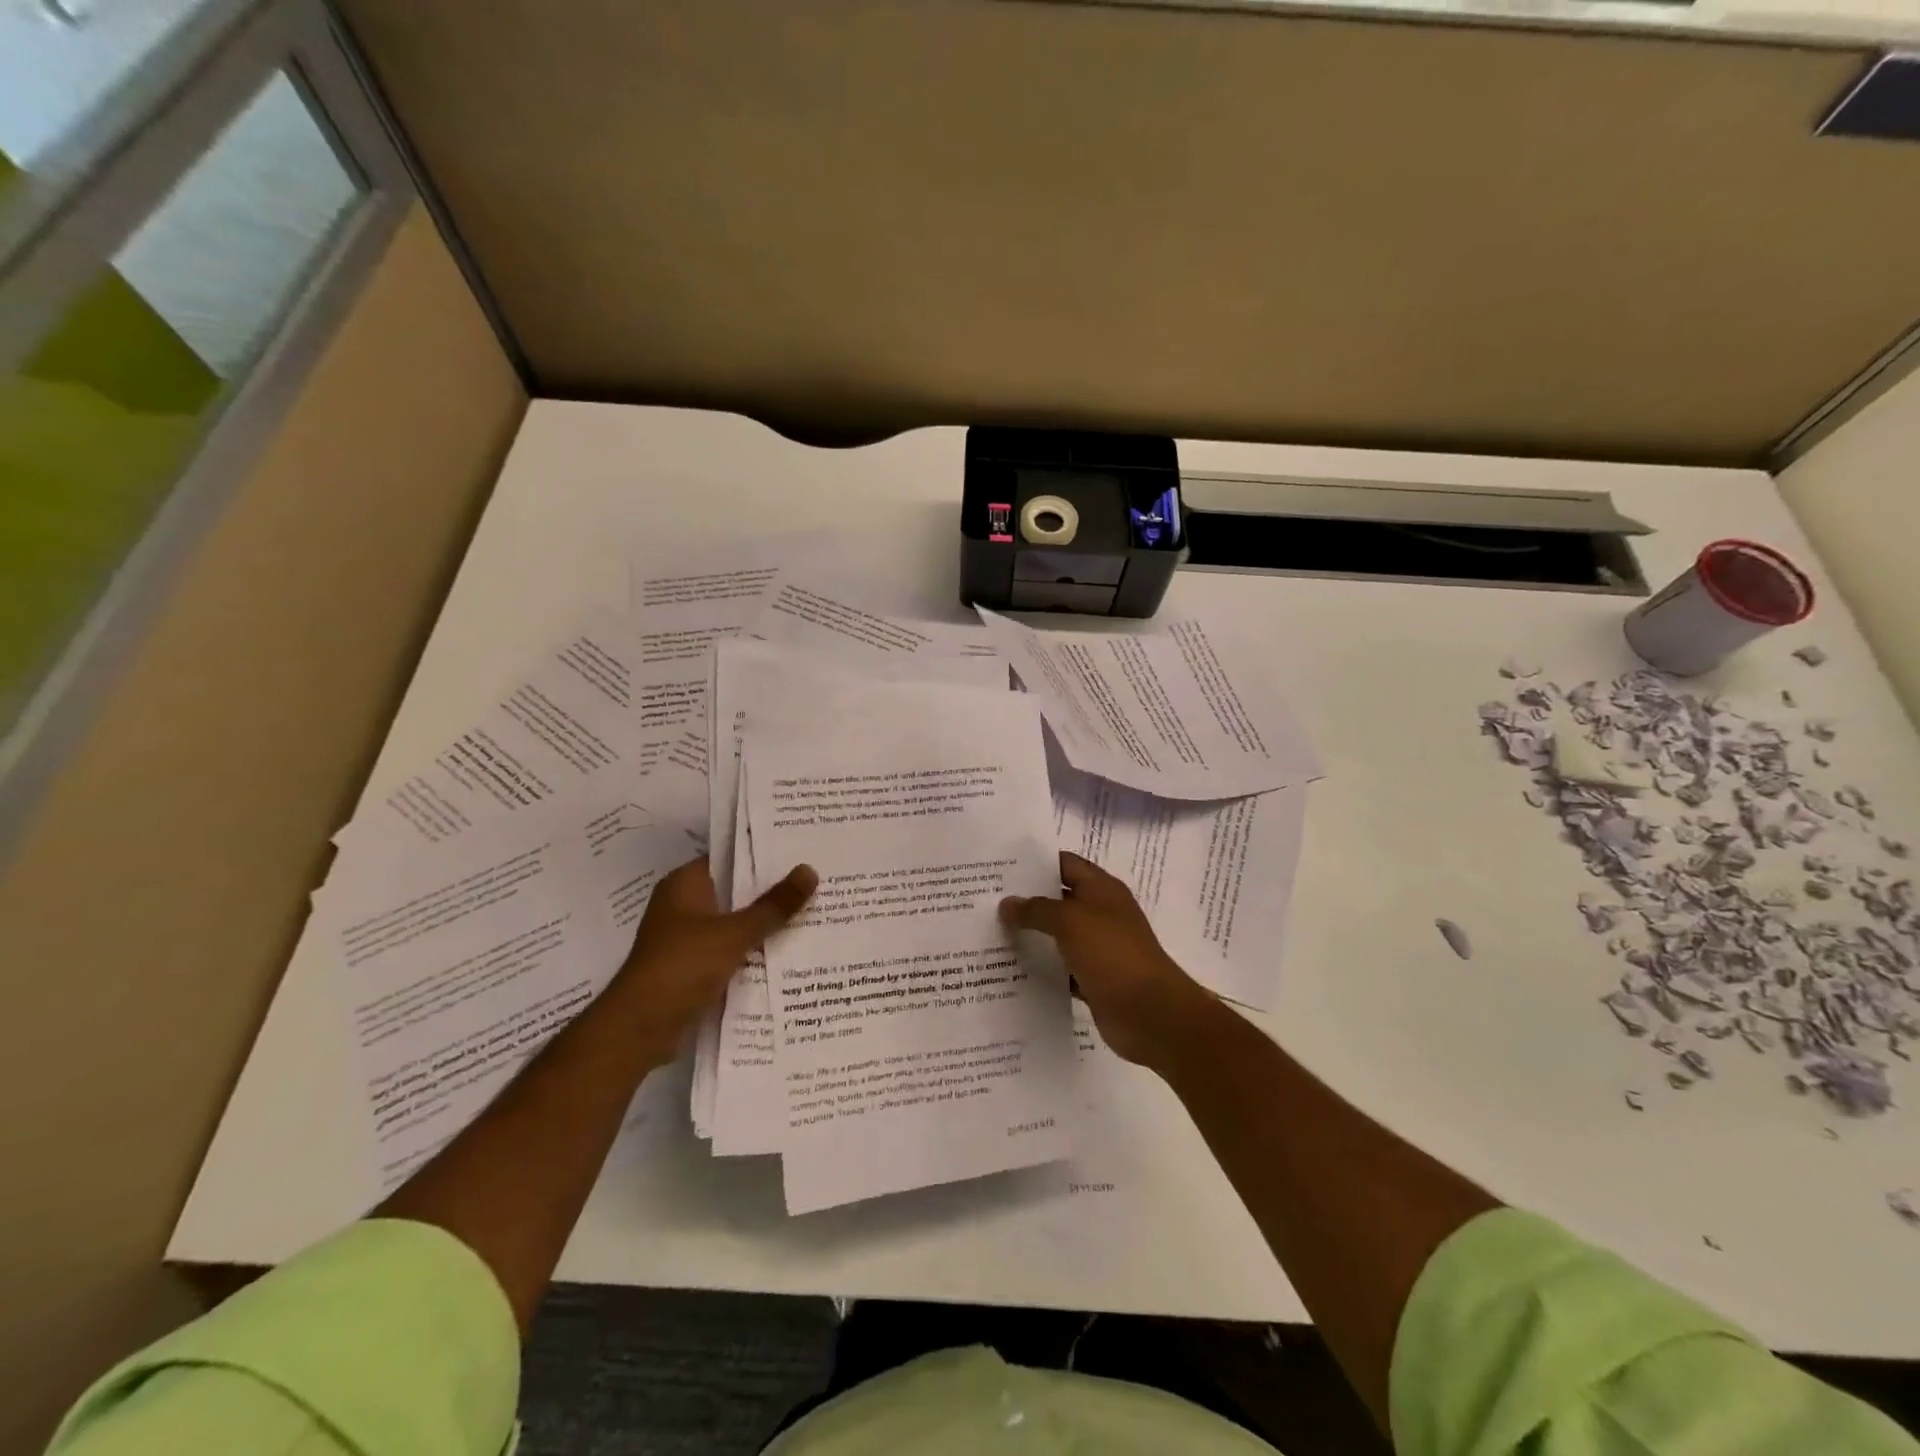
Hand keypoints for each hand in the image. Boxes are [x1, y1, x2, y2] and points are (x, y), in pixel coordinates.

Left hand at [616, 856, 816, 1064]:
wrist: (640, 1029)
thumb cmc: (682, 966)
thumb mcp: (734, 933)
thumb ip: (774, 905)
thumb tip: (810, 870)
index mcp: (685, 884)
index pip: (729, 857)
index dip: (764, 853)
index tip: (801, 850)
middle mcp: (684, 904)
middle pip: (735, 890)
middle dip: (771, 889)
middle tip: (817, 879)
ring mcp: (687, 937)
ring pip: (735, 921)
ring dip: (764, 922)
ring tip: (813, 911)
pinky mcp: (693, 967)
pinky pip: (731, 949)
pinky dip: (753, 949)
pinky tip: (788, 950)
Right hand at [999, 851, 1213, 1067]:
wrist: (1151, 1014)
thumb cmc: (1113, 954)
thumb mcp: (1071, 922)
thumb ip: (1037, 909)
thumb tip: (1007, 903)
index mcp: (1102, 889)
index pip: (1065, 864)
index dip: (1035, 863)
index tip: (1000, 867)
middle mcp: (1101, 913)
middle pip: (1058, 898)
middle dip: (1027, 899)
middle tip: (986, 900)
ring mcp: (1098, 947)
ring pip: (1058, 934)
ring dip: (1031, 935)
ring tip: (990, 932)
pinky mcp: (1094, 977)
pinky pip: (1061, 967)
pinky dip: (1041, 967)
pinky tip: (1010, 969)